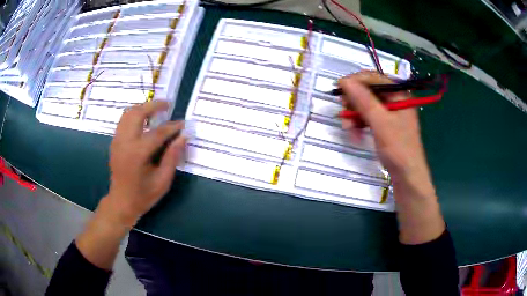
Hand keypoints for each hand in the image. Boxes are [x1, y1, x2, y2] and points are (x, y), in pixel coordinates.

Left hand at [106, 101, 185, 226]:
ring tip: (156, 110)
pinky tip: (144, 120)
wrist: (121, 202)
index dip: (172, 127)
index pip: (158, 133)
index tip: (183, 124)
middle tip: (167, 105)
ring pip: (128, 113)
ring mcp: (117, 140)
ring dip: (143, 108)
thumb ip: (172, 157)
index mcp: (138, 154)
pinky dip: (135, 115)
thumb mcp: (163, 181)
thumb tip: (183, 137)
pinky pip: (124, 120)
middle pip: (138, 113)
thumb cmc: (143, 195)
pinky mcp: (114, 141)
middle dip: (154, 106)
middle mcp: (125, 142)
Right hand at [339, 72, 444, 243]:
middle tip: (344, 114)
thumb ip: (363, 100)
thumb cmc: (398, 148)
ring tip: (349, 130)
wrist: (407, 176)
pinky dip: (359, 123)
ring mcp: (389, 112)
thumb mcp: (380, 122)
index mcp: (399, 93)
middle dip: (353, 102)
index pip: (373, 78)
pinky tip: (355, 133)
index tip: (339, 90)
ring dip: (354, 115)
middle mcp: (394, 99)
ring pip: (365, 105)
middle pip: (368, 91)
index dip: (355, 81)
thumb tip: (344, 81)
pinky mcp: (385, 124)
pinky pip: (367, 117)